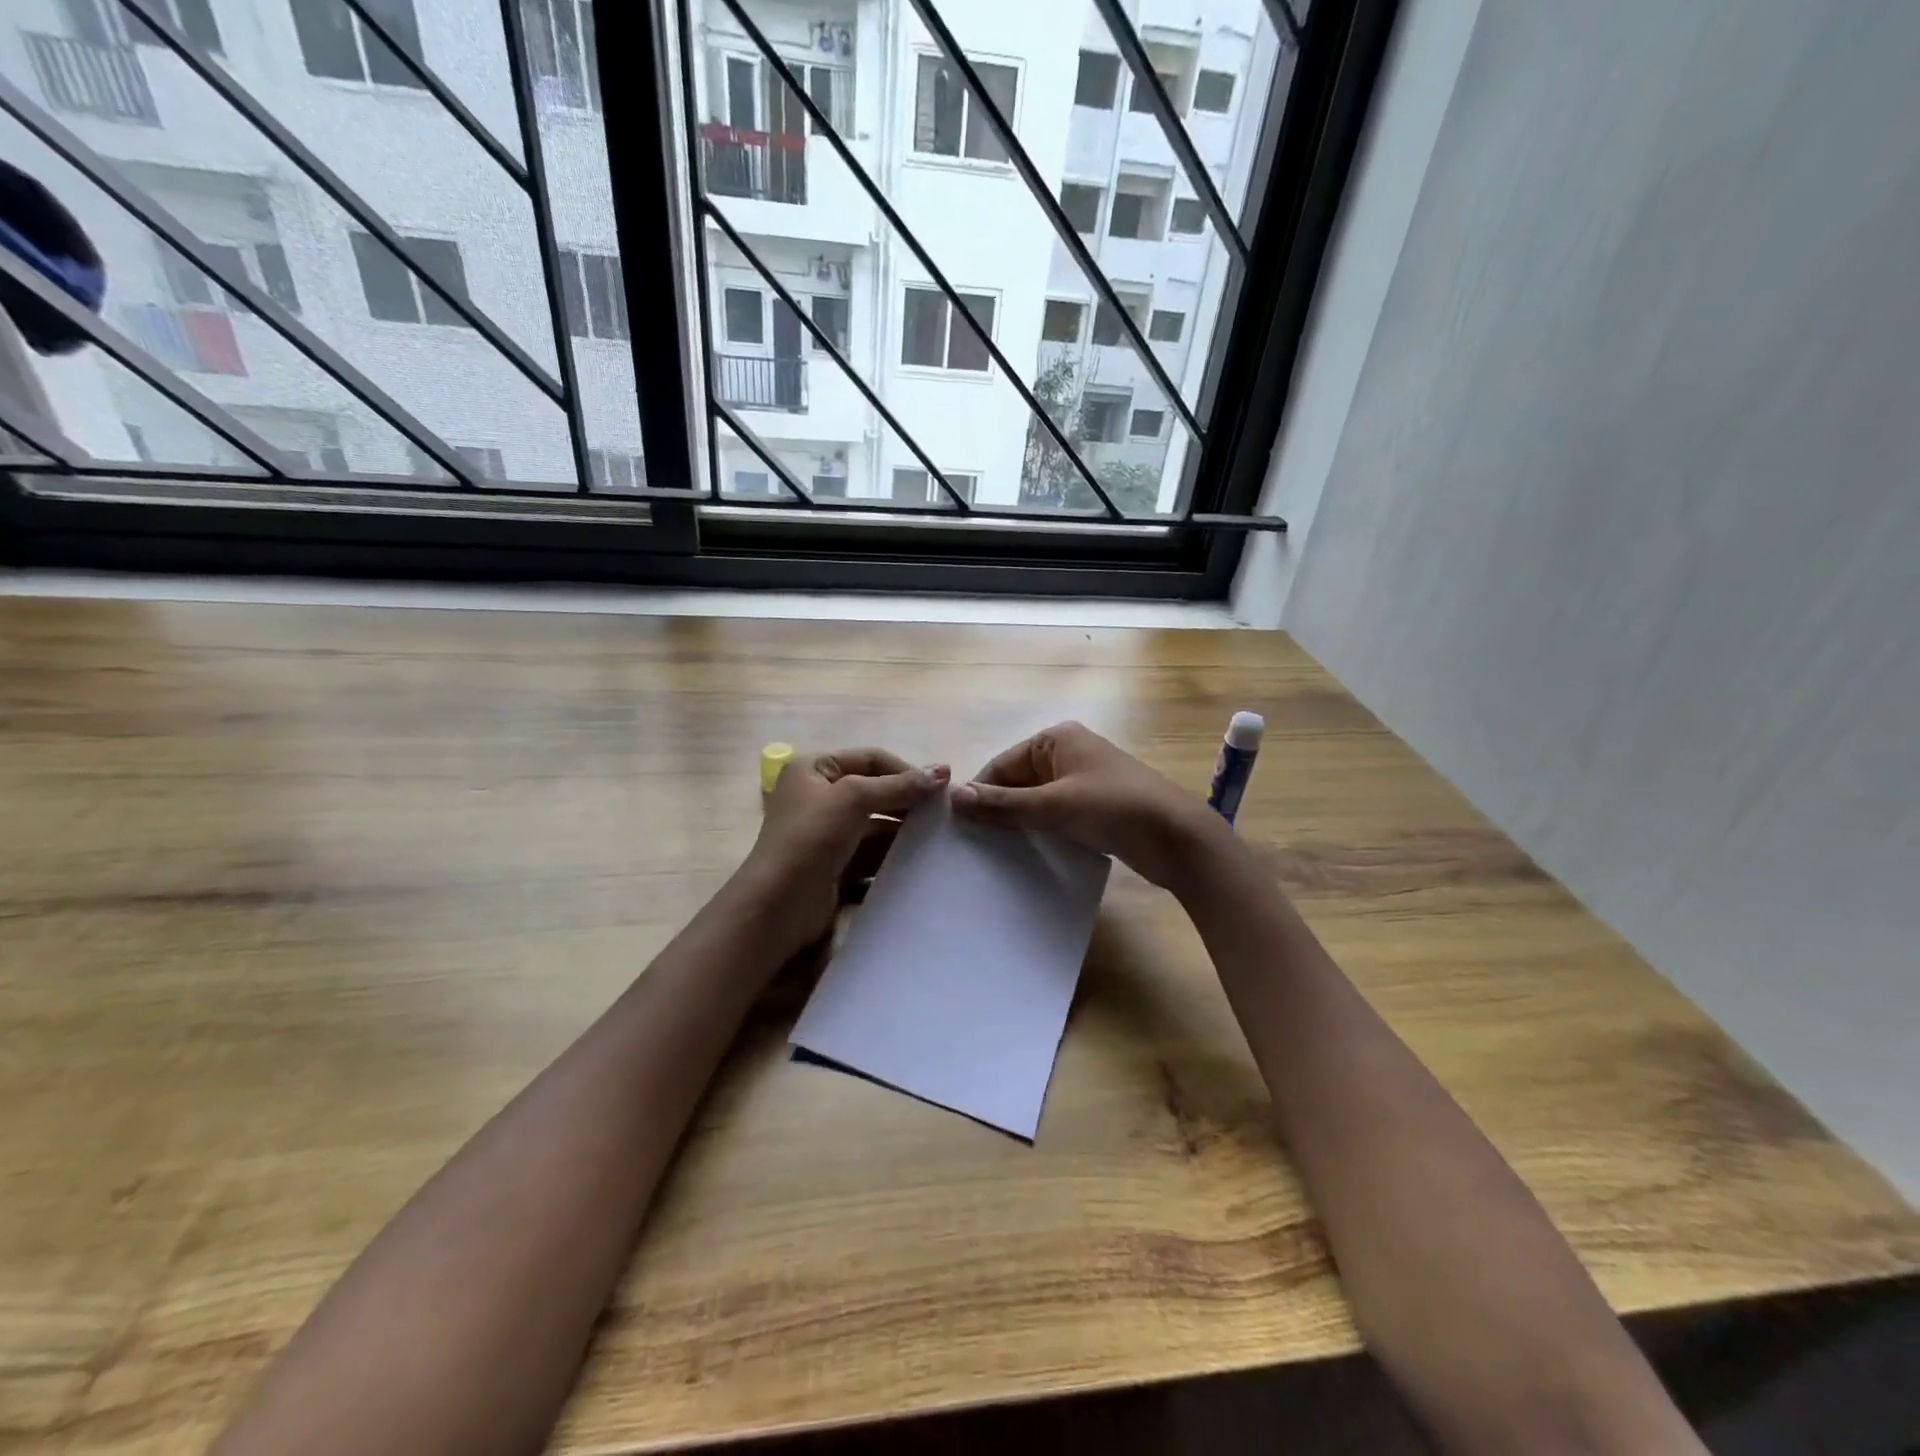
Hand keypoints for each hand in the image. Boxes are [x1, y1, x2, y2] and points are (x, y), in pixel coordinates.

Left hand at [740, 747, 948, 955]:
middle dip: (908, 801)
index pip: (871, 759)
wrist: (779, 904)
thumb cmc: (811, 838)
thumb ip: (899, 785)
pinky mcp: (836, 864)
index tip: (941, 788)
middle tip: (944, 813)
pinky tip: (920, 860)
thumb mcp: (854, 798)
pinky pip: (872, 852)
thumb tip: (943, 771)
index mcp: (815, 769)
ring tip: (938, 837)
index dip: (906, 770)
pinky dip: (894, 854)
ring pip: (876, 824)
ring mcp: (827, 832)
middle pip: (876, 791)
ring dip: (905, 830)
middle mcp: (819, 796)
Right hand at [949, 722, 1222, 889]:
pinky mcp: (1094, 808)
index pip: (1002, 764)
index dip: (980, 793)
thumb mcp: (1054, 805)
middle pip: (1017, 782)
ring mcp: (1082, 781)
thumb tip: (954, 796)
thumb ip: (1004, 804)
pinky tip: (1024, 855)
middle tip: (972, 845)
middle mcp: (1067, 754)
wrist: (1178, 838)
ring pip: (1035, 801)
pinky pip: (1055, 816)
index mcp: (1056, 739)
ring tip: (991, 854)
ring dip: (1018, 824)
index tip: (957, 827)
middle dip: (998, 810)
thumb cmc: (1114, 807)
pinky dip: (1040, 831)